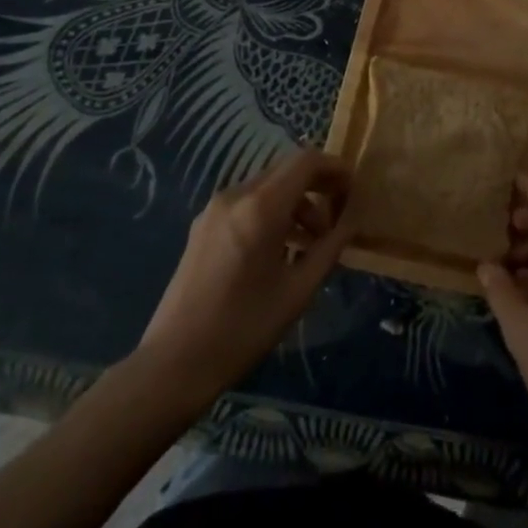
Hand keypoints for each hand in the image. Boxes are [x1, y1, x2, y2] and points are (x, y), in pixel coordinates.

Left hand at [132, 148, 354, 408]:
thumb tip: (351, 222)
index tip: (355, 190)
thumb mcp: (298, 291)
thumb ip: (329, 248)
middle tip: (339, 216)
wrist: (173, 365)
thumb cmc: (242, 329)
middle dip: (318, 186)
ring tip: (314, 242)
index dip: (335, 168)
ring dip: (296, 203)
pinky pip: (248, 204)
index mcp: (261, 207)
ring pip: (268, 187)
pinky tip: (282, 249)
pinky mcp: (203, 227)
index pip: (306, 162)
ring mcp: (215, 210)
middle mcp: (236, 196)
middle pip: (287, 171)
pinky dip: (273, 213)